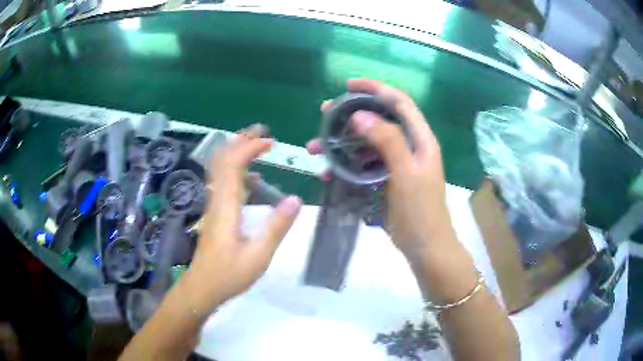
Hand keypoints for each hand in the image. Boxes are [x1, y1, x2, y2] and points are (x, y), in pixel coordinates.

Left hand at [187, 125, 301, 307]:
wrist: (202, 287)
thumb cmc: (229, 274)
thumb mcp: (258, 255)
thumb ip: (276, 227)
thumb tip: (295, 199)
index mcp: (226, 206)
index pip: (233, 165)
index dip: (249, 148)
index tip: (270, 142)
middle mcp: (217, 199)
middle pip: (222, 160)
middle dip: (240, 141)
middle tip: (261, 132)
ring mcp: (214, 206)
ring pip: (220, 169)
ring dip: (236, 153)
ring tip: (257, 146)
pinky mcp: (215, 214)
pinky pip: (222, 182)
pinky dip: (235, 171)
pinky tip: (251, 178)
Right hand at [307, 79, 452, 256]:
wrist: (424, 246)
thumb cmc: (421, 210)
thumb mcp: (407, 173)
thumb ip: (388, 141)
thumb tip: (360, 115)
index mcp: (420, 138)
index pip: (399, 102)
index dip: (375, 88)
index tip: (348, 86)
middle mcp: (408, 145)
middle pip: (379, 119)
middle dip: (351, 114)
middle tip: (324, 113)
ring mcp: (395, 163)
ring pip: (366, 142)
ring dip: (342, 141)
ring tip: (316, 146)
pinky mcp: (384, 179)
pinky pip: (362, 164)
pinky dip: (345, 164)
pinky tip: (327, 170)